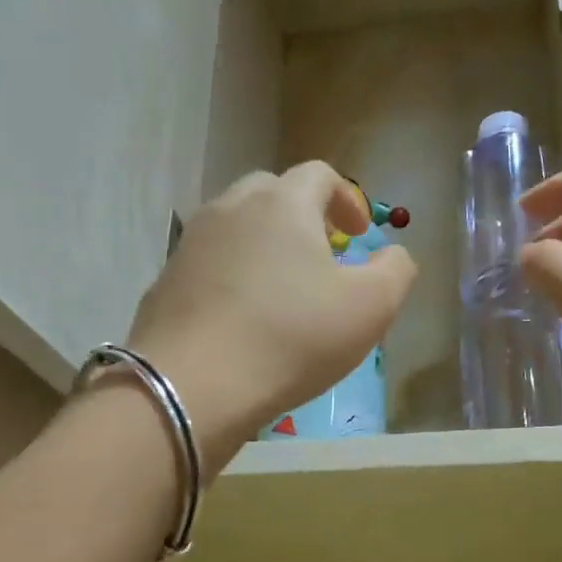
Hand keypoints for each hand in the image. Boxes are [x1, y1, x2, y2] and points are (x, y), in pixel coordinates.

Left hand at [126, 163, 416, 470]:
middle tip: (321, 255)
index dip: (347, 198)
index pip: (319, 175)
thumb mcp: (370, 309)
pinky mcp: (165, 280)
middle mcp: (231, 208)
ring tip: (281, 288)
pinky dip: (231, 275)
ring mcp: (191, 243)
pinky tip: (241, 317)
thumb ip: (395, 271)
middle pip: (271, 193)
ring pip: (235, 227)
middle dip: (303, 216)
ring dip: (264, 245)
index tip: (359, 234)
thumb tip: (393, 255)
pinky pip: (209, 264)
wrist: (192, 386)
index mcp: (283, 203)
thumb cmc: (291, 338)